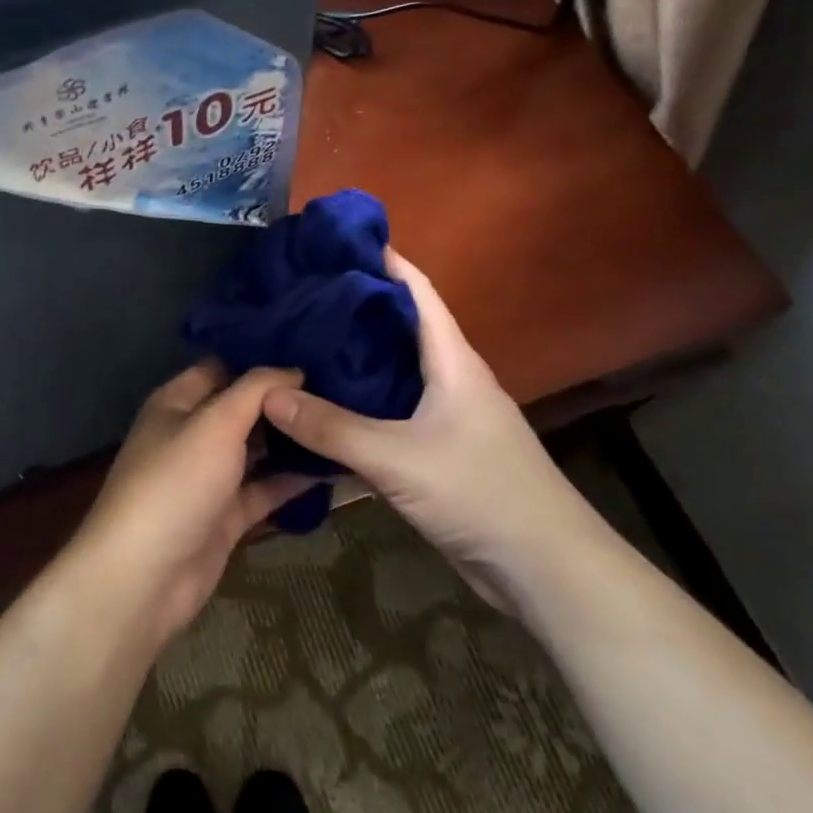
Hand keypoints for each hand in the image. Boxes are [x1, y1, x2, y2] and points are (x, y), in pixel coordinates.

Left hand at [66, 362, 314, 643]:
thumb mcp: (216, 423)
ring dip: (291, 439)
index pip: (222, 366)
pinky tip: (333, 466)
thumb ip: (255, 390)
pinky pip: (263, 489)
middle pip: (242, 408)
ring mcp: (208, 478)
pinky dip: (292, 480)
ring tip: (343, 417)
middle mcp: (192, 434)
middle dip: (283, 399)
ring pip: (255, 449)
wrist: (145, 578)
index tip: (310, 348)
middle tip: (339, 383)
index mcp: (177, 403)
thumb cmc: (176, 482)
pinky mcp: (225, 516)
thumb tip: (293, 369)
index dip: (260, 357)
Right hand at [261, 250, 594, 582]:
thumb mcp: (397, 458)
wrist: (544, 569)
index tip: (332, 243)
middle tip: (297, 296)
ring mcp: (445, 415)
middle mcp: (450, 377)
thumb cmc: (480, 493)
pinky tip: (320, 408)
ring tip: (297, 344)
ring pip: (391, 372)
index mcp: (452, 360)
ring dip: (351, 358)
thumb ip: (331, 428)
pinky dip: (357, 404)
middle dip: (352, 308)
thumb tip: (268, 393)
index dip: (381, 260)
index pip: (416, 290)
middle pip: (398, 327)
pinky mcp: (438, 450)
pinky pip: (389, 412)